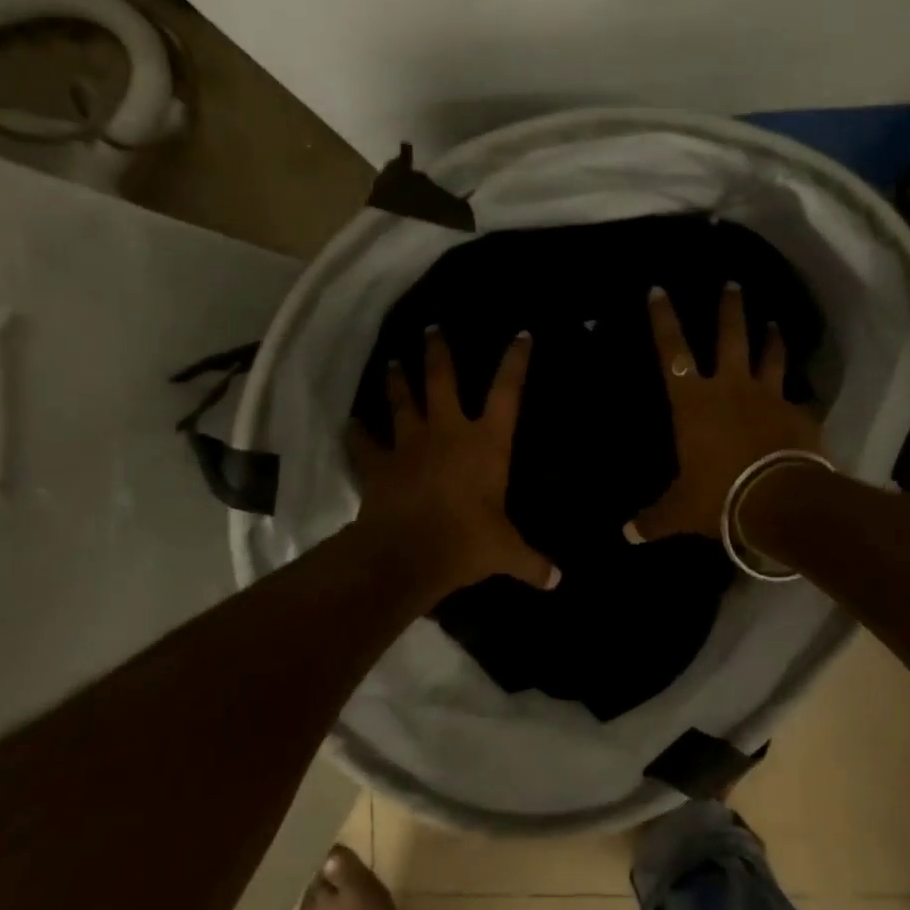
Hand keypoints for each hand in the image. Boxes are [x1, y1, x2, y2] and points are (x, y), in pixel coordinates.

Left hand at [350, 327, 558, 602]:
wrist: (406, 556)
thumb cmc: (464, 543)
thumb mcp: (505, 553)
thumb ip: (531, 562)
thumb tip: (558, 581)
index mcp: (485, 443)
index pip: (507, 392)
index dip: (515, 362)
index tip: (521, 334)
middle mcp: (447, 432)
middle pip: (442, 380)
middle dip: (438, 352)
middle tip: (431, 328)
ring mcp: (409, 444)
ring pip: (402, 402)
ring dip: (397, 382)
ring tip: (392, 363)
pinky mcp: (378, 465)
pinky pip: (364, 444)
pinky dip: (357, 433)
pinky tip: (352, 424)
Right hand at [625, 284, 822, 542]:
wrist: (779, 500)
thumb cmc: (719, 496)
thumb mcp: (680, 511)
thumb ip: (654, 518)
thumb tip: (627, 535)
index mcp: (693, 402)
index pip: (671, 351)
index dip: (663, 319)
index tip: (658, 289)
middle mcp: (730, 388)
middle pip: (729, 336)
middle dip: (729, 308)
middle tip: (732, 282)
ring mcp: (767, 397)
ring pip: (769, 356)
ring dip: (771, 338)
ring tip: (774, 322)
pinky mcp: (798, 413)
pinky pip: (795, 398)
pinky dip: (796, 396)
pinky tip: (801, 397)